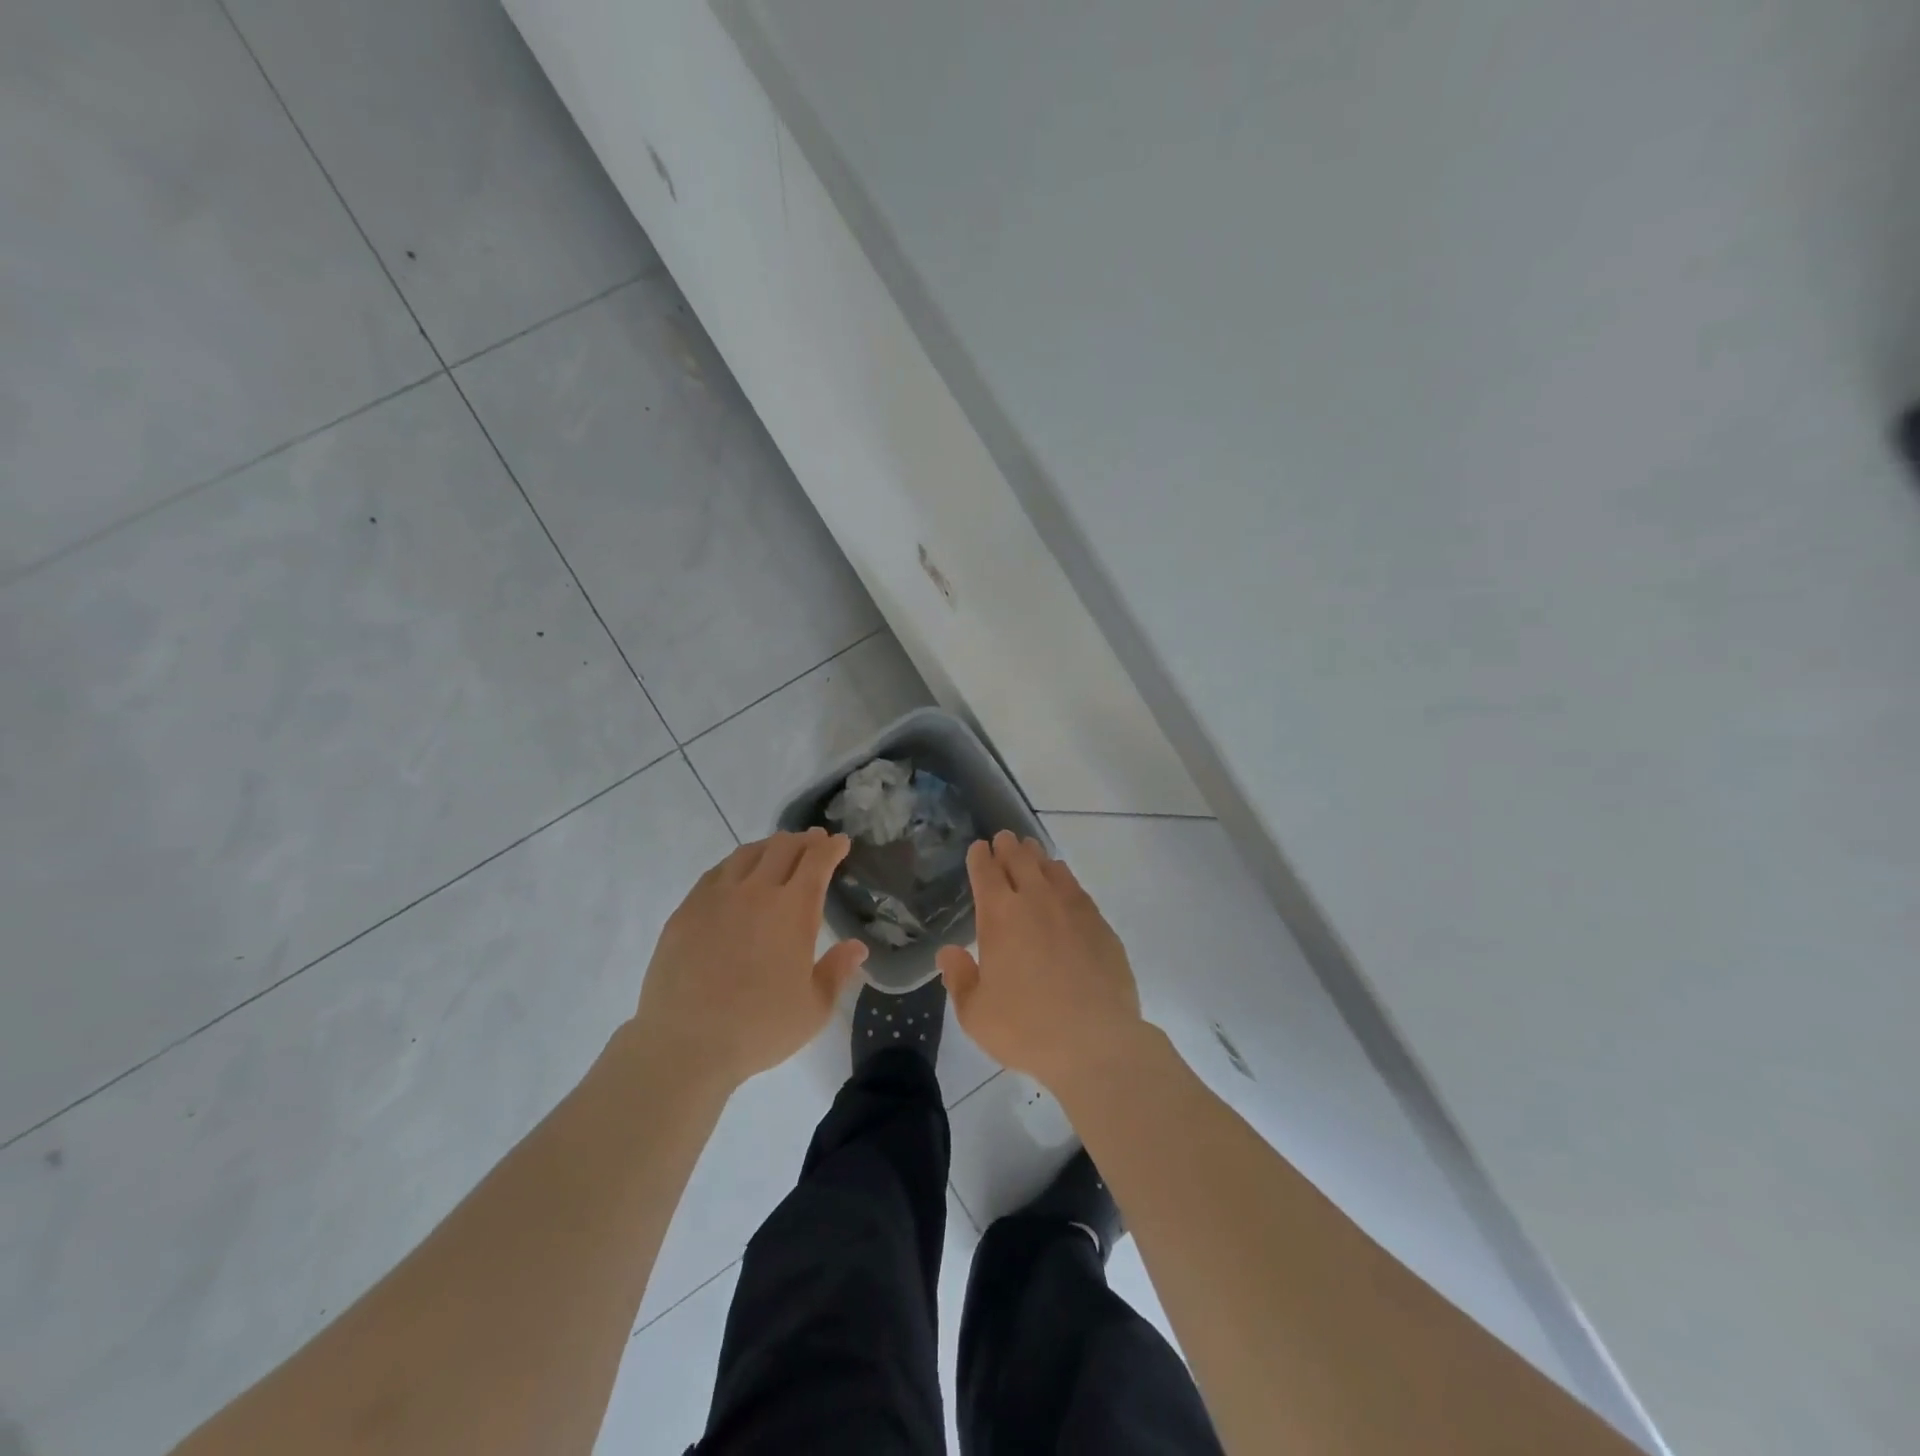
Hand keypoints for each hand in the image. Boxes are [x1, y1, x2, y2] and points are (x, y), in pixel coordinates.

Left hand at [633, 829, 868, 1091]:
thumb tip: (857, 947)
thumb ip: (838, 971)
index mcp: (793, 910)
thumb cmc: (758, 1028)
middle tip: (814, 841)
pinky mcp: (687, 910)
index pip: (817, 862)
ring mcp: (717, 897)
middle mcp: (756, 892)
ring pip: (748, 854)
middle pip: (783, 848)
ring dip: (770, 846)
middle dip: (804, 840)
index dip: (831, 848)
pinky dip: (736, 864)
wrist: (684, 1044)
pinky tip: (737, 874)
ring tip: (778, 850)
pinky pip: (716, 872)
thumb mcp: (814, 1009)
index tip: (840, 842)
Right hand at [937, 831, 1147, 1091]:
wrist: (1096, 1042)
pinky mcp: (1100, 925)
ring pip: (1051, 869)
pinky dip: (1065, 880)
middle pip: (1020, 861)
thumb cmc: (1026, 1028)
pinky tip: (1064, 885)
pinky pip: (1077, 890)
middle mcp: (1036, 901)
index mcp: (1000, 916)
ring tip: (1032, 854)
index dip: (980, 857)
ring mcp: (1072, 909)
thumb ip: (959, 978)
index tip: (979, 848)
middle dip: (1008, 848)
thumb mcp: (975, 1014)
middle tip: (1005, 839)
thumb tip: (948, 953)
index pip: (986, 873)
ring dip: (1037, 858)